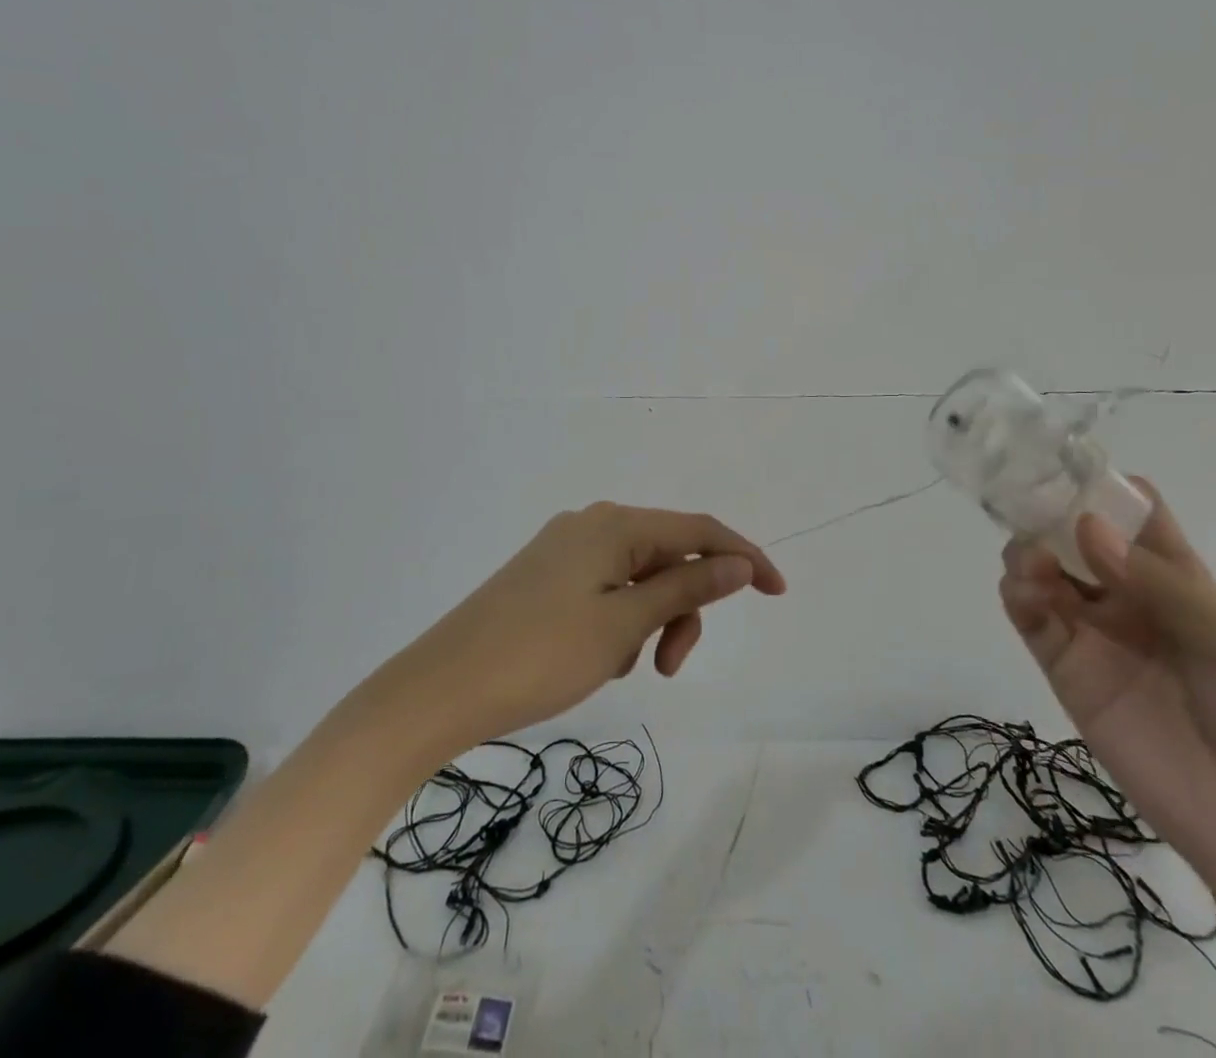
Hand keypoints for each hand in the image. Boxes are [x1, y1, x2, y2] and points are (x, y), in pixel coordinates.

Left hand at [413, 502, 786, 747]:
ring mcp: (564, 550)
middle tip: (670, 667)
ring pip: (637, 578)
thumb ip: (688, 586)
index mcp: (614, 524)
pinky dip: (620, 622)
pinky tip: (598, 659)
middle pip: (667, 555)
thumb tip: (739, 562)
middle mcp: (592, 525)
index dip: (743, 557)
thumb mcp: (624, 624)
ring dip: (651, 620)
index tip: (777, 593)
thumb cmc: (539, 655)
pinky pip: (606, 590)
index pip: (699, 529)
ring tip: (626, 668)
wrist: (438, 689)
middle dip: (684, 607)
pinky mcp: (545, 577)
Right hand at [998, 481, 1215, 902]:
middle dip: (1049, 517)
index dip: (1103, 487)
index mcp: (1178, 580)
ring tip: (1033, 562)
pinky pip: (1033, 622)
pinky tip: (1023, 592)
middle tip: (1027, 510)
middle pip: (1075, 539)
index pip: (1134, 515)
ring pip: (1045, 574)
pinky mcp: (1069, 674)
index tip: (1064, 464)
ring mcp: (1096, 636)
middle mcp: (1130, 598)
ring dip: (1029, 554)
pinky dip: (1018, 597)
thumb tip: (1085, 527)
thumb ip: (1161, 584)